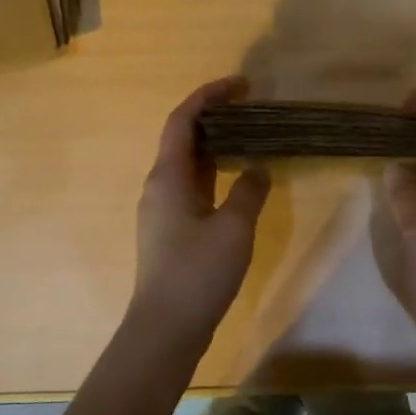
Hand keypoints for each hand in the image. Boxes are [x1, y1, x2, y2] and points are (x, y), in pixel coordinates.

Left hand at [127, 77, 270, 344]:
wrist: (166, 329)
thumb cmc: (197, 272)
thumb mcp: (234, 228)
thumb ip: (248, 191)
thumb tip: (257, 168)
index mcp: (167, 176)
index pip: (183, 120)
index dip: (208, 96)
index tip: (240, 85)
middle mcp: (158, 186)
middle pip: (183, 138)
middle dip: (214, 117)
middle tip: (250, 108)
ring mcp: (162, 210)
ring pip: (188, 164)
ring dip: (215, 146)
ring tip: (249, 137)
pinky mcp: (171, 231)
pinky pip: (192, 187)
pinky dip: (214, 173)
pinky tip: (237, 180)